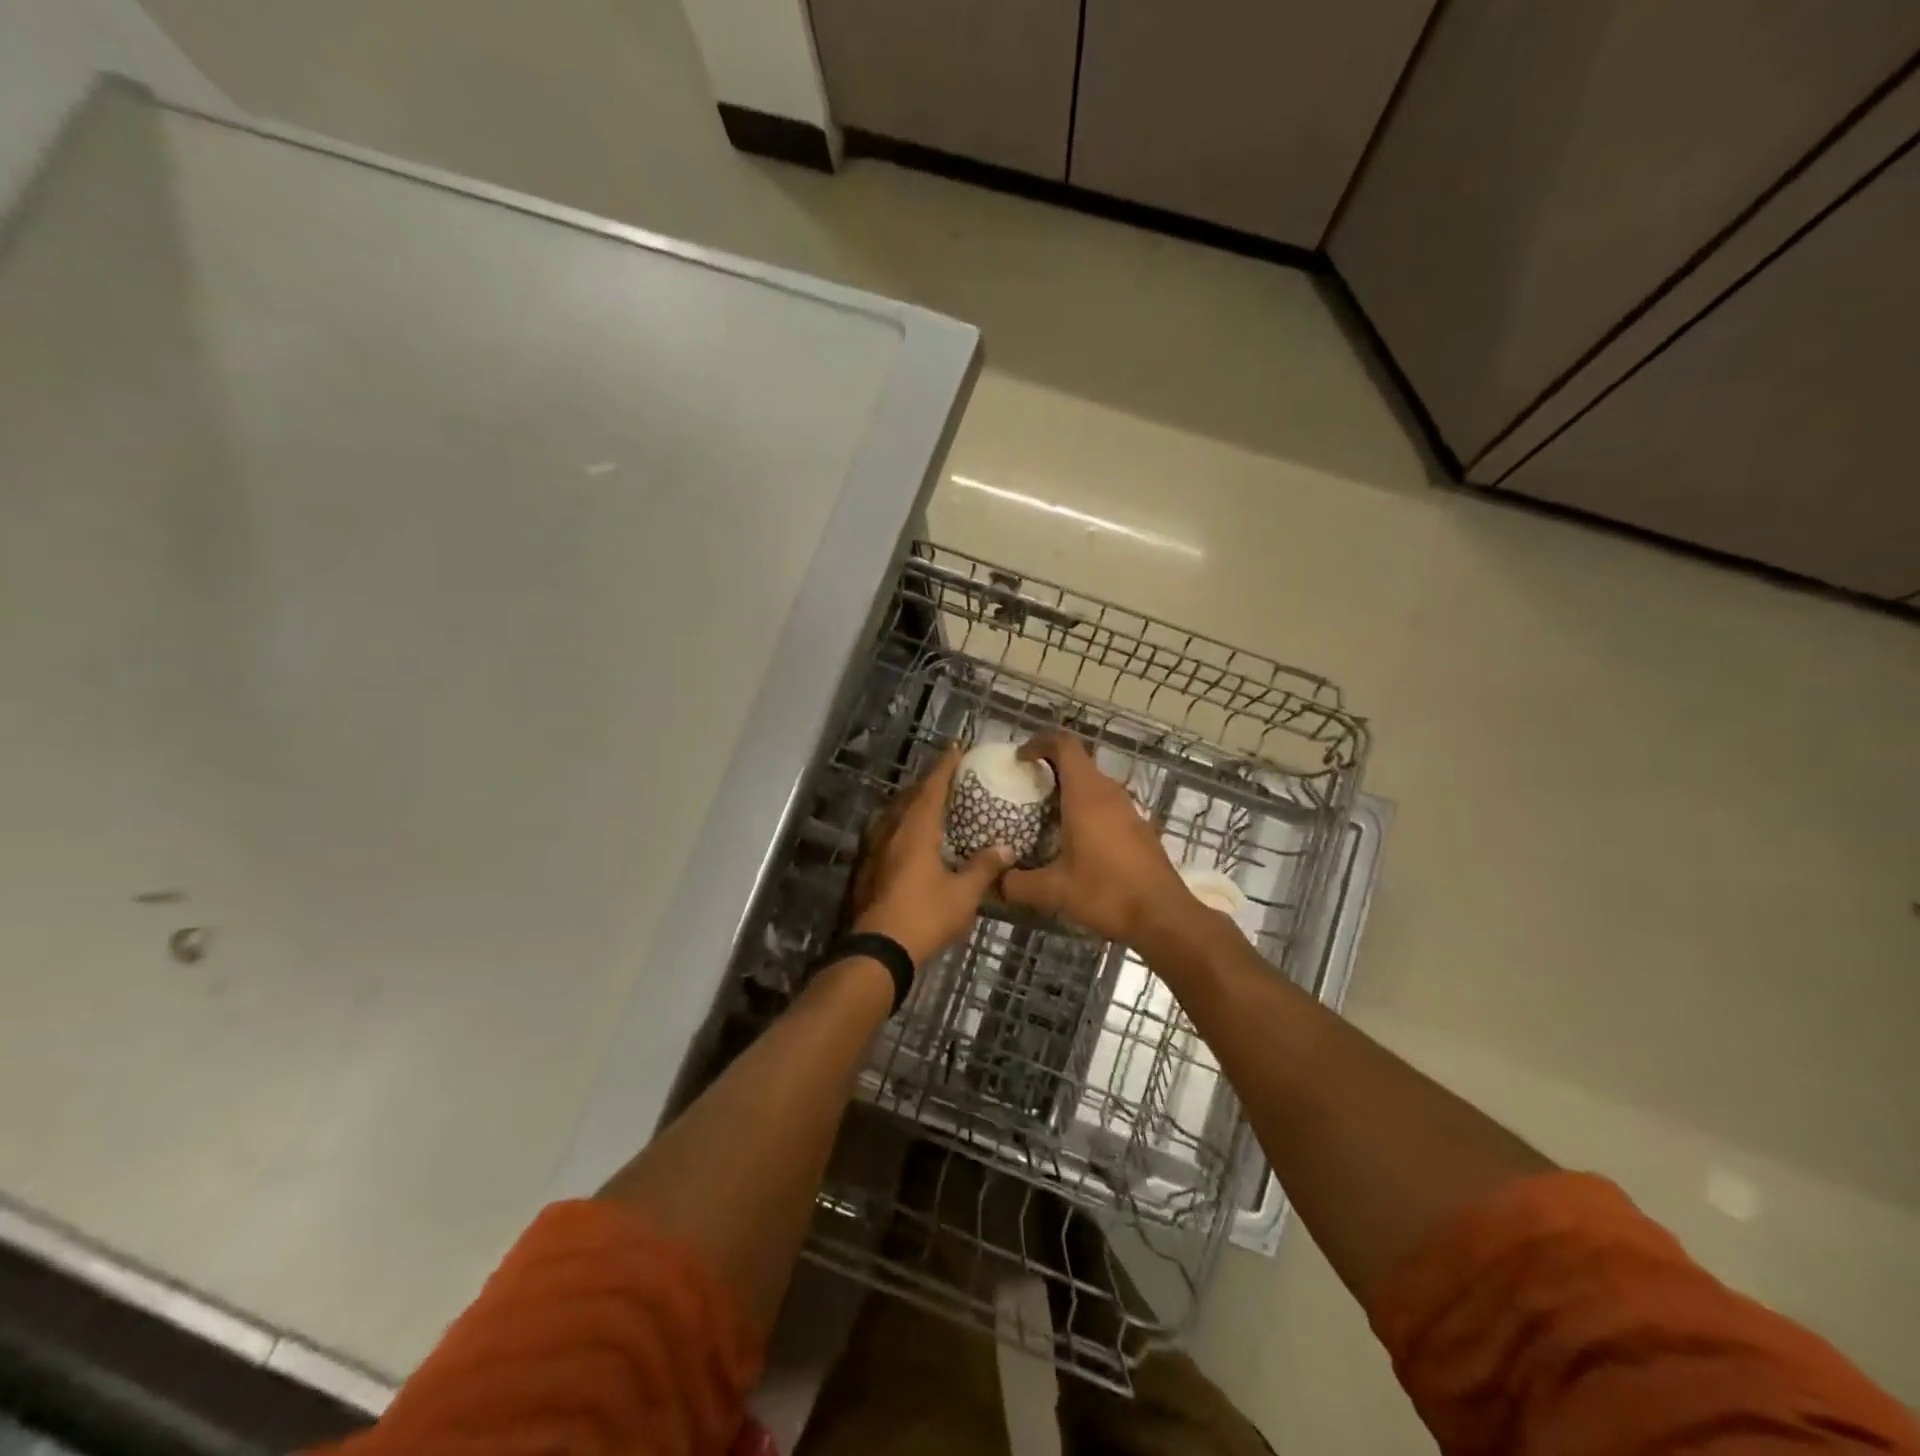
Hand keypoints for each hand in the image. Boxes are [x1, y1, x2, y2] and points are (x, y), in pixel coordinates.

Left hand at [847, 747, 1010, 966]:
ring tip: (930, 805)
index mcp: (915, 830)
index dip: (944, 766)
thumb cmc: (924, 916)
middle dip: (927, 783)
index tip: (955, 748)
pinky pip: (886, 834)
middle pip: (908, 797)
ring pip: (893, 815)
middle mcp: (891, 831)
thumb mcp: (963, 895)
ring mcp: (874, 850)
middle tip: (947, 777)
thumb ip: (984, 868)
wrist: (876, 951)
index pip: (931, 788)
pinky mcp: (866, 869)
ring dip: (911, 804)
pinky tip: (910, 840)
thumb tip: (1006, 848)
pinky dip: (901, 826)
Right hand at [1000, 733, 1197, 950]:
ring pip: (1094, 785)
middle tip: (1025, 789)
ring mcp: (1128, 810)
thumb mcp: (1053, 892)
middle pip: (1079, 763)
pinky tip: (1074, 841)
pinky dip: (1086, 809)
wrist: (1163, 917)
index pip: (1065, 745)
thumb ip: (1016, 884)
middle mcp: (1109, 794)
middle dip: (1050, 768)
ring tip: (1044, 815)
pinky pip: (1106, 805)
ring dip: (1069, 790)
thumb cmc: (1106, 894)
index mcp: (1086, 795)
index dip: (1040, 742)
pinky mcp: (1139, 828)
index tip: (1020, 759)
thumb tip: (992, 882)